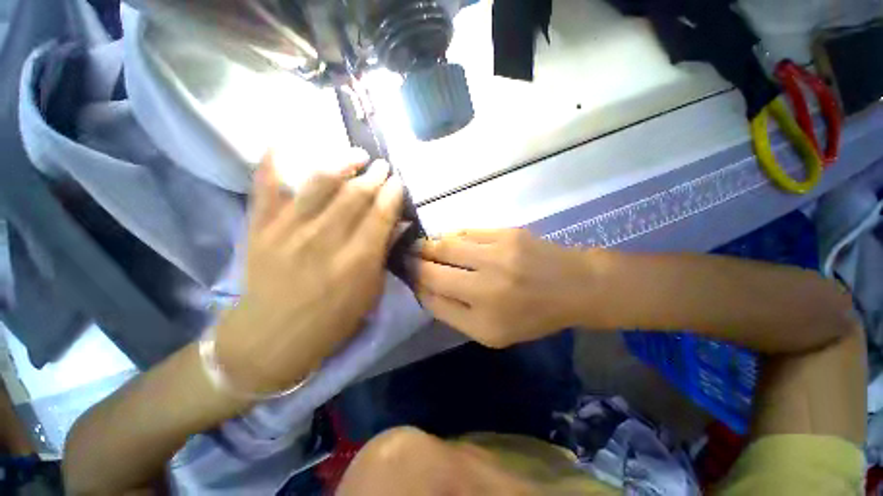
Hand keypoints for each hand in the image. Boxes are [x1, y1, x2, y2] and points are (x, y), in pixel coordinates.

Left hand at [215, 151, 403, 394]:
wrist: (273, 335)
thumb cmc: (332, 320)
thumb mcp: (370, 293)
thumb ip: (383, 255)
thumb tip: (397, 225)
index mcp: (357, 261)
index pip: (381, 215)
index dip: (393, 193)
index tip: (399, 181)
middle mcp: (325, 239)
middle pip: (355, 195)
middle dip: (374, 175)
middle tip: (383, 166)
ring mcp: (289, 229)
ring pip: (319, 183)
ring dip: (342, 163)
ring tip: (356, 155)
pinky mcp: (261, 228)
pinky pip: (265, 187)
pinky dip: (272, 163)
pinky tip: (284, 144)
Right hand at [415, 229, 602, 347]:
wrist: (574, 286)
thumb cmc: (532, 315)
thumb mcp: (491, 333)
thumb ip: (452, 313)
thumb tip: (423, 289)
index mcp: (483, 316)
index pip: (432, 293)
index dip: (414, 281)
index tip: (406, 273)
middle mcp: (487, 283)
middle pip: (434, 265)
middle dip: (414, 258)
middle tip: (406, 255)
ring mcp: (498, 253)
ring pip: (447, 244)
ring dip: (430, 245)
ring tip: (424, 247)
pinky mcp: (507, 233)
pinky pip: (467, 232)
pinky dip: (453, 237)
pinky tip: (450, 241)